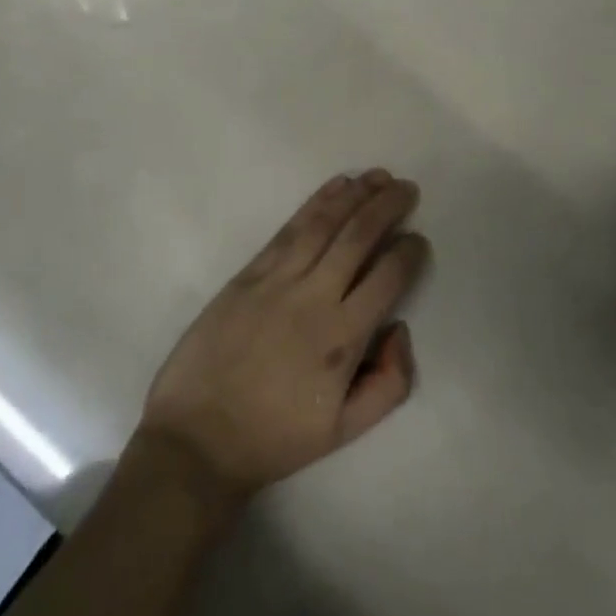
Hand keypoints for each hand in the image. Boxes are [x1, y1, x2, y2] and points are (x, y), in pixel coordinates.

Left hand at [137, 170, 428, 506]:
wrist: (198, 439)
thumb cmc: (275, 437)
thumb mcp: (345, 431)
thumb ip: (390, 384)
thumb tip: (399, 329)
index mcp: (343, 338)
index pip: (388, 277)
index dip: (409, 252)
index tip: (418, 240)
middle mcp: (315, 297)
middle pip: (359, 237)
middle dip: (387, 206)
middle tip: (407, 188)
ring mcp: (278, 280)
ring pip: (324, 223)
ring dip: (355, 194)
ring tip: (377, 176)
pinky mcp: (249, 273)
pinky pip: (289, 229)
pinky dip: (316, 203)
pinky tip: (334, 188)